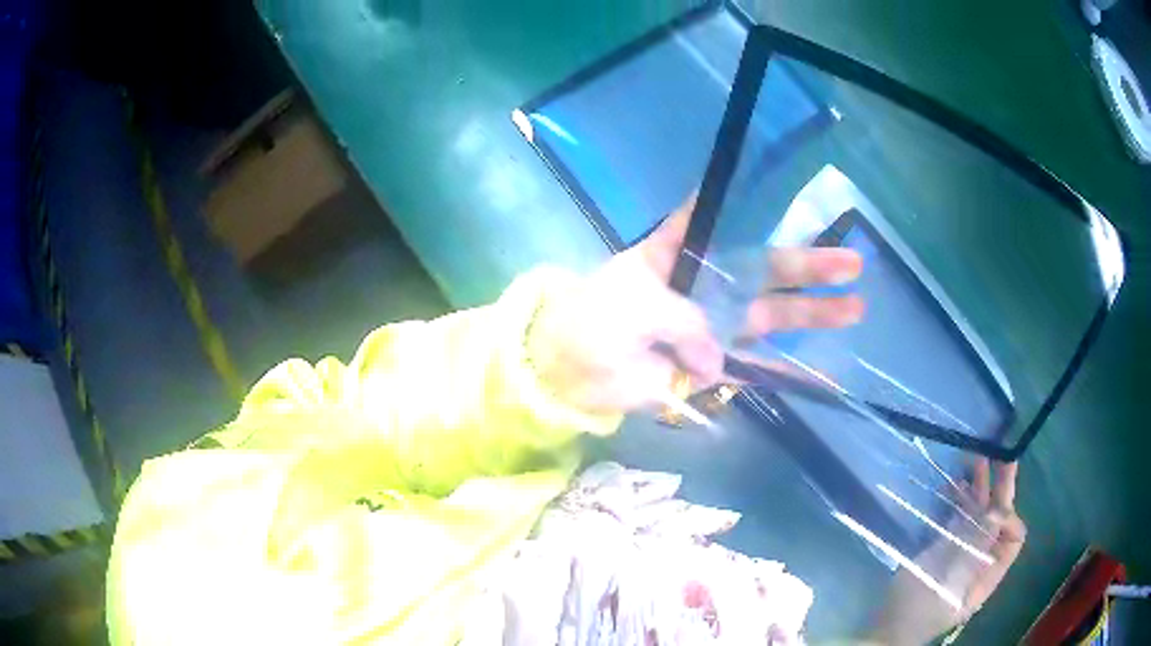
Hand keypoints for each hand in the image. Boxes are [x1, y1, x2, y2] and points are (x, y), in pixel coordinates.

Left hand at [526, 196, 863, 416]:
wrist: (567, 374)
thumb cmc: (594, 322)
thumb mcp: (637, 303)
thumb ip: (688, 321)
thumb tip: (718, 358)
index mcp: (676, 255)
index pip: (711, 221)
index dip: (739, 203)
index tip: (773, 185)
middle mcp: (701, 285)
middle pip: (761, 272)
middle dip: (806, 267)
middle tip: (852, 261)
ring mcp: (709, 326)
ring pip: (768, 317)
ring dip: (811, 313)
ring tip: (856, 305)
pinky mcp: (708, 364)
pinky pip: (751, 363)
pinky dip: (782, 366)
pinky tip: (819, 365)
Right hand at [868, 459, 1026, 644]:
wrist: (887, 624)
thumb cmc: (920, 609)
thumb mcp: (948, 583)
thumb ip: (974, 548)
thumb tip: (998, 510)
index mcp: (989, 572)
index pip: (1013, 538)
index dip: (1008, 518)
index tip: (991, 509)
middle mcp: (982, 556)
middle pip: (999, 519)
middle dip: (1001, 488)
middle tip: (1000, 454)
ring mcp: (963, 550)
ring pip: (979, 514)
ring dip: (979, 487)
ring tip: (974, 458)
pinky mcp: (944, 546)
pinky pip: (959, 517)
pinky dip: (959, 498)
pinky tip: (954, 483)